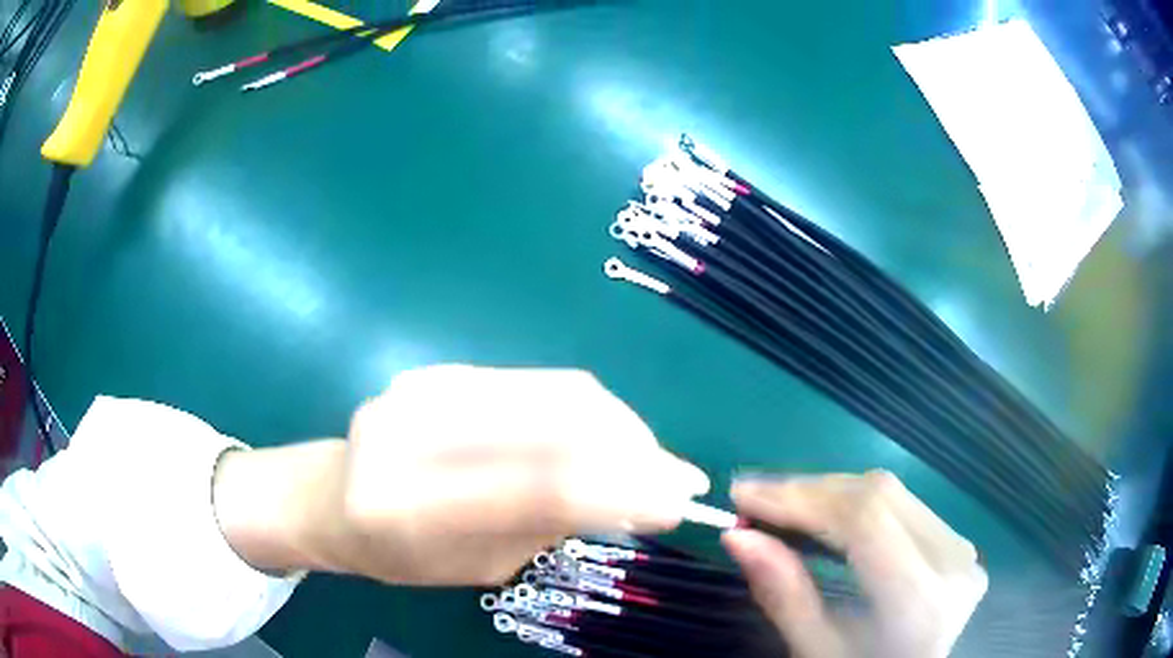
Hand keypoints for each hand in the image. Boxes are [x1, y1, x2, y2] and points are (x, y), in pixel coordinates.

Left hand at [213, 365, 708, 585]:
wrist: (334, 495)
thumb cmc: (402, 553)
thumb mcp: (475, 565)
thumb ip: (546, 526)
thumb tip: (637, 495)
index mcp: (404, 503)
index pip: (533, 487)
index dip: (619, 490)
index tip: (678, 501)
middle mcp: (409, 429)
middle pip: (552, 422)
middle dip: (633, 449)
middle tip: (679, 479)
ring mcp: (423, 386)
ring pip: (554, 392)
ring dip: (620, 425)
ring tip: (652, 460)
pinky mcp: (441, 368)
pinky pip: (537, 383)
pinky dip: (589, 410)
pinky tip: (610, 437)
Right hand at [722, 471, 986, 657]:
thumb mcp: (816, 650)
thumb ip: (783, 595)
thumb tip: (737, 537)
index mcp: (920, 601)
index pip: (864, 521)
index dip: (800, 498)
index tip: (742, 495)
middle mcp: (953, 561)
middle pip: (878, 495)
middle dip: (808, 491)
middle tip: (753, 499)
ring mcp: (962, 548)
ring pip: (890, 492)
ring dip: (829, 493)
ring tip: (779, 505)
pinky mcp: (957, 542)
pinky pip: (902, 505)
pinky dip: (853, 504)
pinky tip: (821, 515)